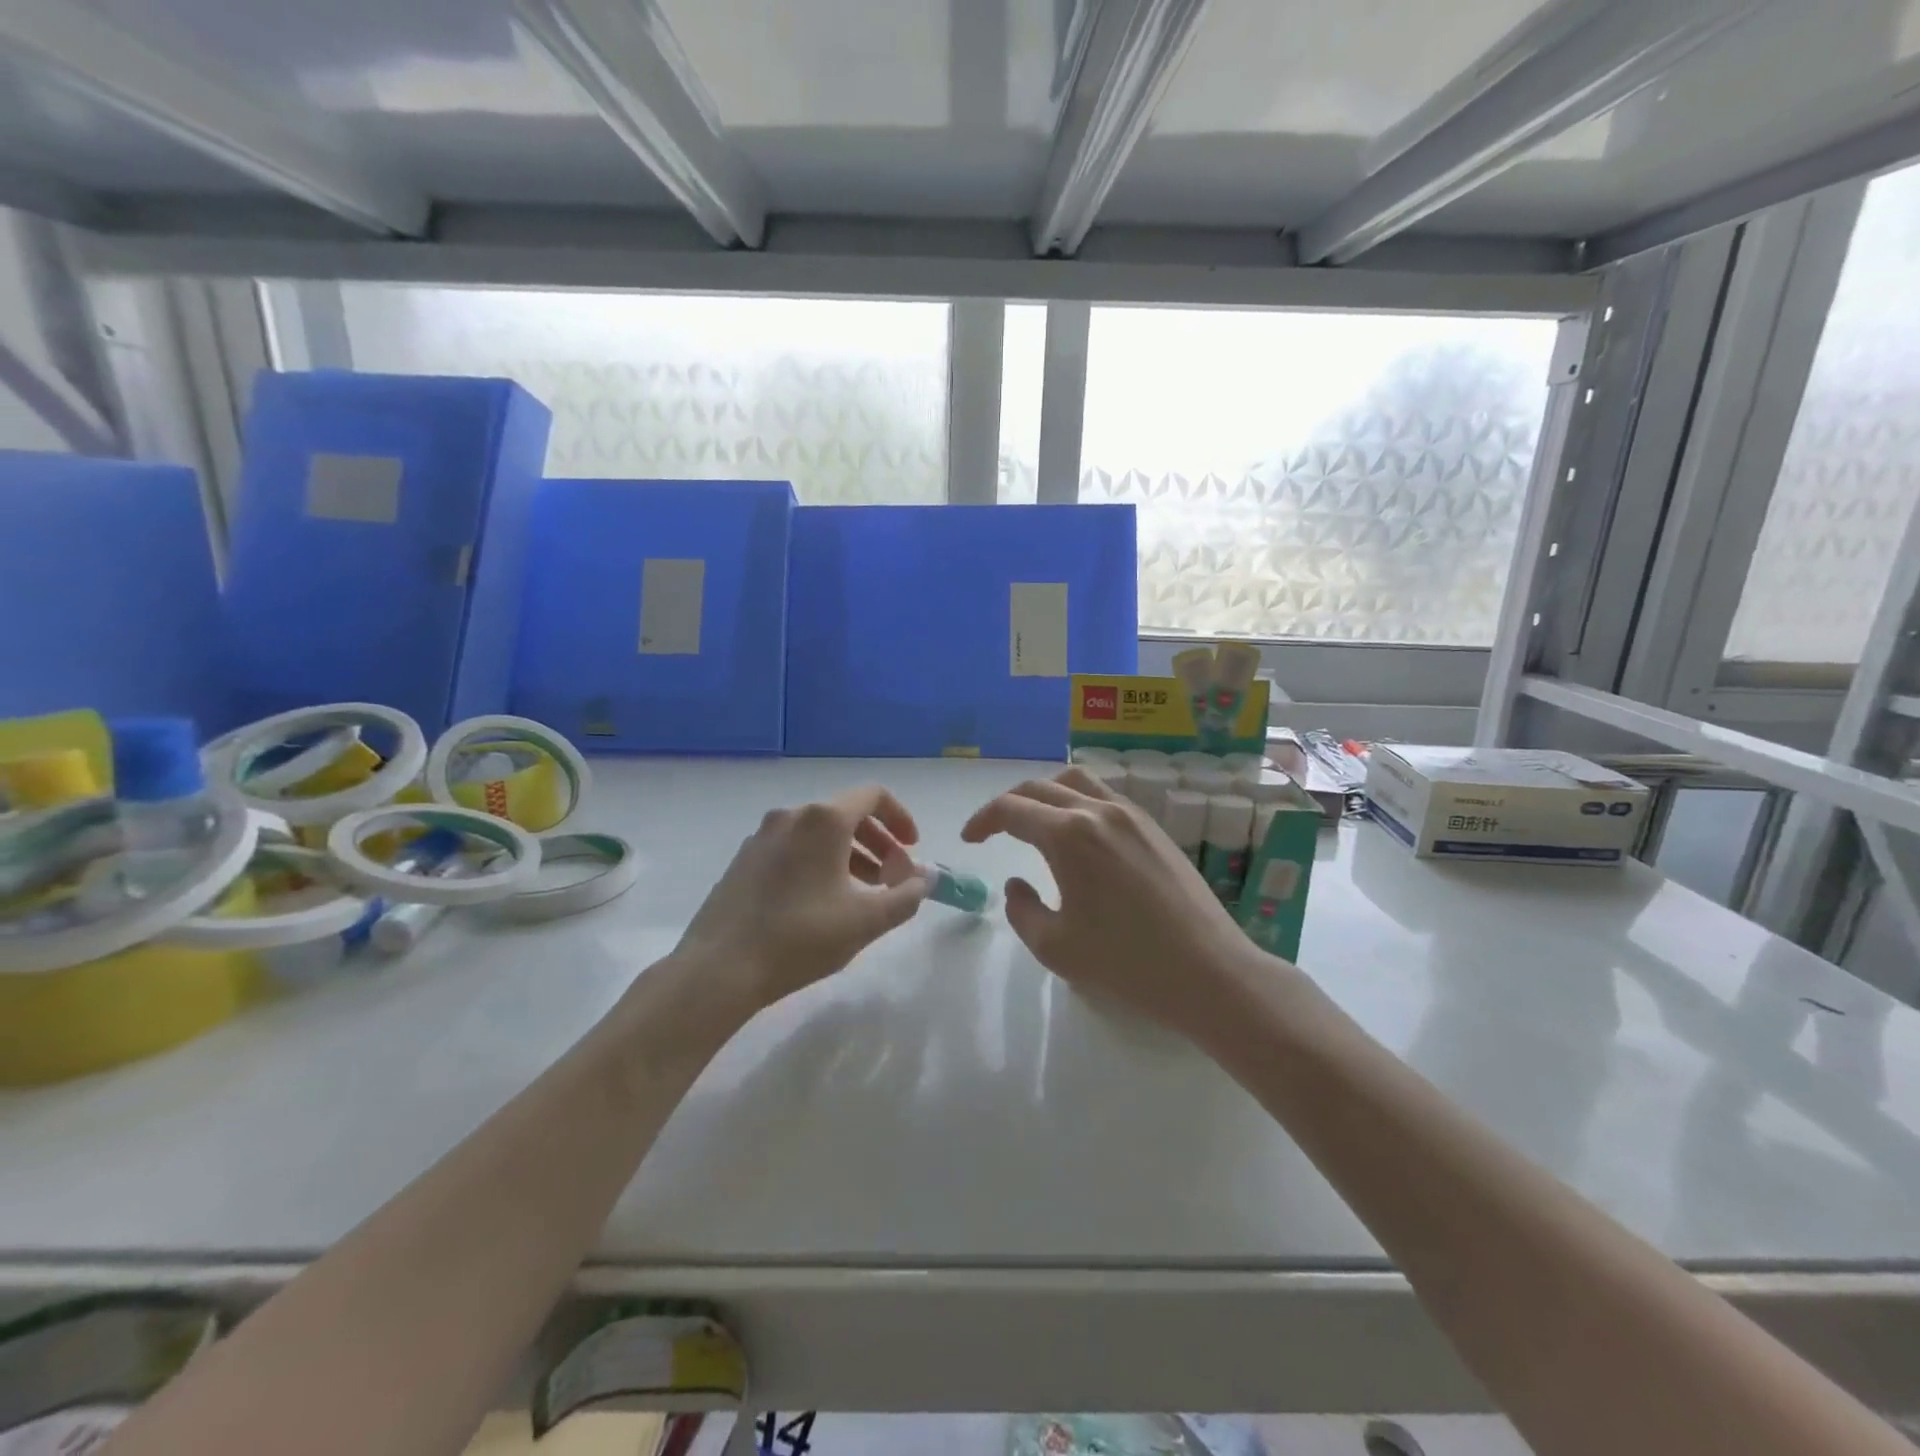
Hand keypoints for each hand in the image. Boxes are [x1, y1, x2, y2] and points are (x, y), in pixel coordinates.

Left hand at [676, 785, 929, 1010]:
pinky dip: (820, 862)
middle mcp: (792, 815)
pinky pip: (794, 847)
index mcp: (823, 820)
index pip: (873, 796)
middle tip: (893, 878)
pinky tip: (823, 902)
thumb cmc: (801, 938)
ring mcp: (763, 835)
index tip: (912, 849)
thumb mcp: (866, 921)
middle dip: (878, 843)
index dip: (900, 818)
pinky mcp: (744, 858)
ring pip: (819, 833)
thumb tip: (925, 879)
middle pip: (847, 813)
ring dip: (851, 854)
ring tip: (863, 894)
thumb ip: (906, 896)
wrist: (719, 968)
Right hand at [961, 767, 1267, 1036]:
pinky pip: (1105, 796)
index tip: (970, 840)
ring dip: (1045, 794)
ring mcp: (1132, 814)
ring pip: (1076, 781)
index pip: (1011, 810)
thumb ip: (1021, 909)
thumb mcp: (1055, 947)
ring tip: (1035, 822)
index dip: (982, 821)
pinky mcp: (1155, 827)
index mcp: (1068, 835)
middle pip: (1040, 787)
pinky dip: (1078, 801)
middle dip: (1008, 804)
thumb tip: (1016, 882)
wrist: (1209, 972)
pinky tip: (1078, 834)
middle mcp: (1098, 810)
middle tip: (993, 830)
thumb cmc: (1126, 963)